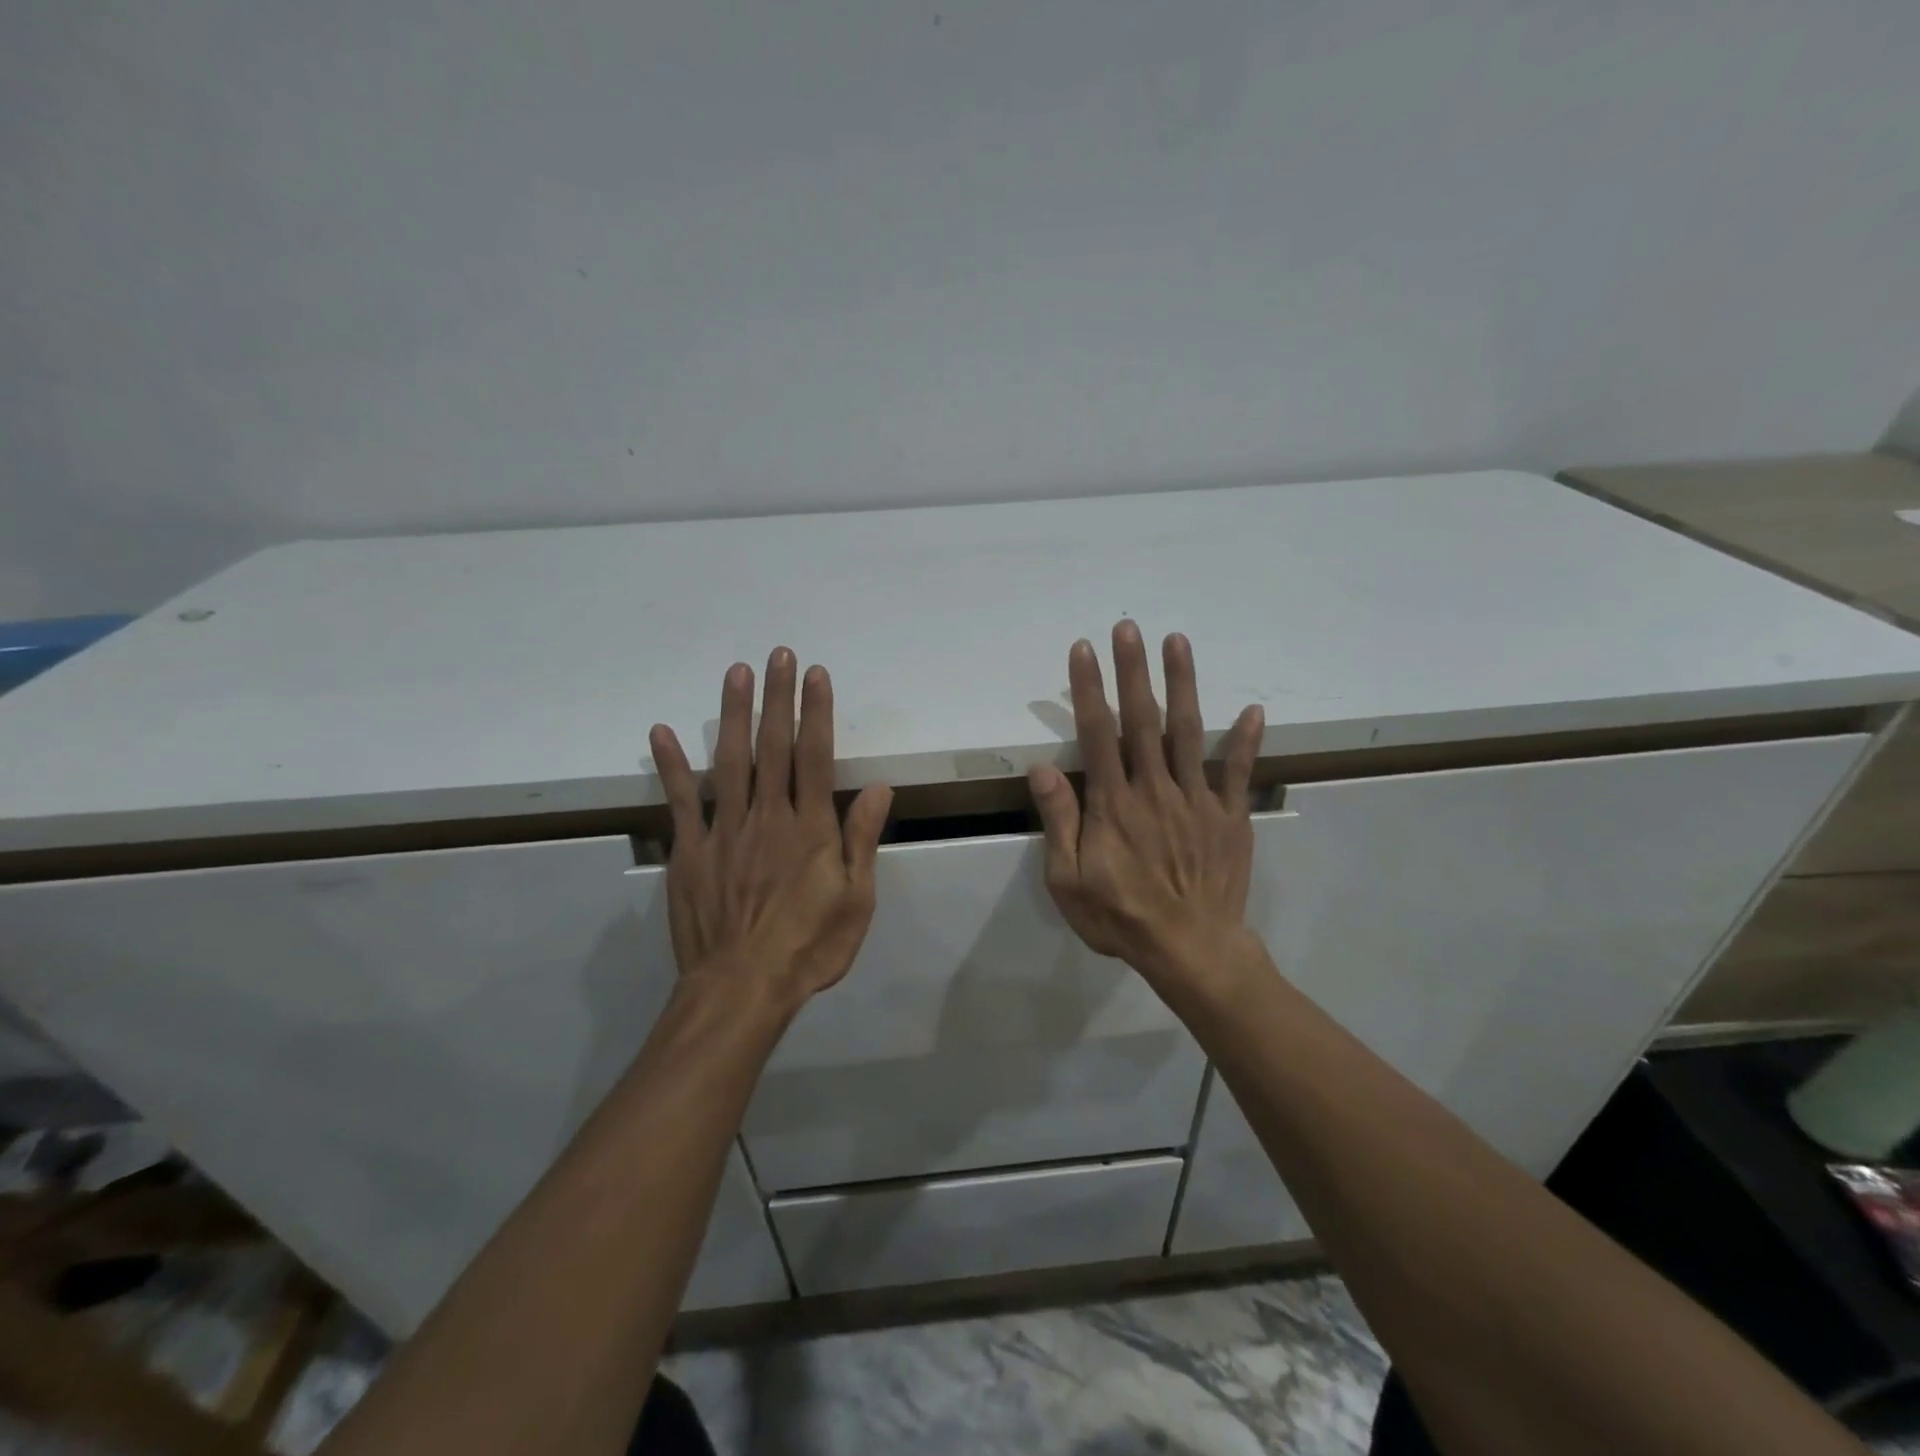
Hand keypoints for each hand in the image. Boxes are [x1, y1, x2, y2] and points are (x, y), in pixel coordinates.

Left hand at [649, 648, 892, 1012]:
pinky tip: (661, 732)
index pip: (816, 757)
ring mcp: (725, 831)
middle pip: (774, 747)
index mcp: (810, 828)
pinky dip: (671, 766)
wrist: (741, 988)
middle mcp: (768, 817)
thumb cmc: (808, 947)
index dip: (817, 712)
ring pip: (729, 760)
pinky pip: (681, 801)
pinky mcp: (690, 851)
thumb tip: (881, 789)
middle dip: (778, 698)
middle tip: (778, 654)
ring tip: (736, 673)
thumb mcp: (855, 901)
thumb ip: (862, 840)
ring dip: (733, 714)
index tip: (814, 674)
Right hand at [1028, 622, 1263, 990]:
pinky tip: (1252, 709)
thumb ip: (1060, 821)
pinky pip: (1237, 772)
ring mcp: (1197, 799)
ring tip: (1178, 642)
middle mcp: (1155, 789)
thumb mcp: (1069, 880)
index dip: (1089, 688)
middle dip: (1133, 670)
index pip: (1097, 733)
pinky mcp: (1229, 815)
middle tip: (1128, 627)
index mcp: (1114, 803)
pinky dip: (1246, 740)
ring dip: (1182, 684)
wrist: (1191, 950)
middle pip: (1141, 720)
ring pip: (1188, 732)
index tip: (1083, 650)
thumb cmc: (1121, 917)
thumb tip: (1043, 768)